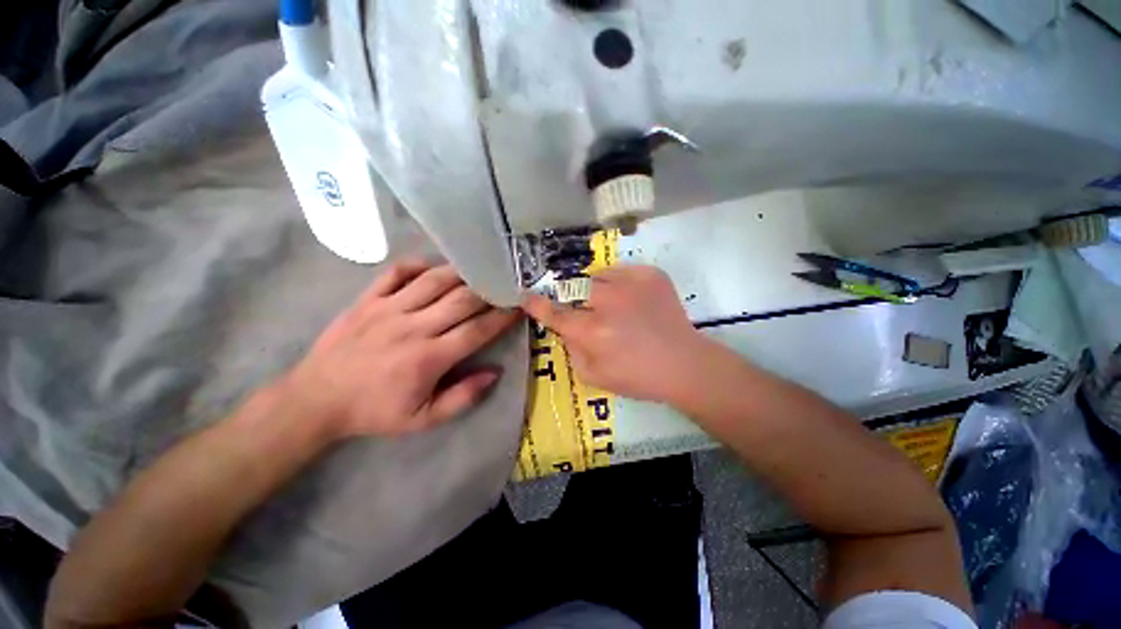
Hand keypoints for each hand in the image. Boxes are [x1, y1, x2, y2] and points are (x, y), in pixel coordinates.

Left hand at [280, 261, 521, 437]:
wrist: (316, 400)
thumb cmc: (374, 412)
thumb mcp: (423, 419)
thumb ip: (463, 397)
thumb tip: (495, 372)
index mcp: (429, 357)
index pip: (477, 330)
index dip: (502, 317)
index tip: (518, 307)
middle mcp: (413, 327)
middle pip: (461, 300)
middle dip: (488, 291)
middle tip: (503, 285)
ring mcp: (388, 309)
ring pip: (434, 281)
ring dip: (461, 273)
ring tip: (478, 271)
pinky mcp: (367, 299)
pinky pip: (396, 272)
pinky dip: (418, 265)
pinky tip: (433, 268)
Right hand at [522, 265, 718, 404]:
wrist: (683, 363)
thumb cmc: (637, 377)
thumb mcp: (593, 376)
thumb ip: (571, 349)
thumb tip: (565, 328)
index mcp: (593, 331)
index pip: (554, 313)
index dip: (537, 304)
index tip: (526, 296)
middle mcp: (608, 302)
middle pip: (573, 288)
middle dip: (571, 297)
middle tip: (585, 310)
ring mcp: (632, 284)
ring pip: (596, 276)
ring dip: (595, 289)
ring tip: (610, 305)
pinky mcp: (650, 275)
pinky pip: (620, 271)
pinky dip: (617, 283)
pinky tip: (628, 299)